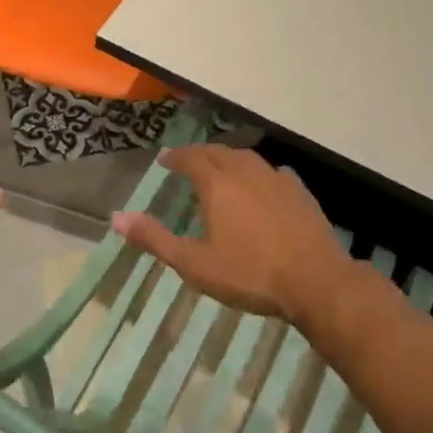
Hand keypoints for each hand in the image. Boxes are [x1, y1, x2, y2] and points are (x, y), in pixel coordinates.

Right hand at [111, 145, 349, 326]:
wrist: (316, 281)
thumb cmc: (249, 273)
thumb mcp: (194, 263)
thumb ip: (155, 239)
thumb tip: (116, 218)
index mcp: (217, 184)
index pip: (191, 158)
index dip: (176, 157)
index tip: (166, 160)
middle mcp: (245, 172)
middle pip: (218, 152)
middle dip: (200, 153)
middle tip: (189, 161)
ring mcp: (276, 179)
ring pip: (247, 158)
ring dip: (229, 158)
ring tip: (222, 168)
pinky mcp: (300, 193)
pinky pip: (274, 172)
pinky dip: (259, 173)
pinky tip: (263, 184)